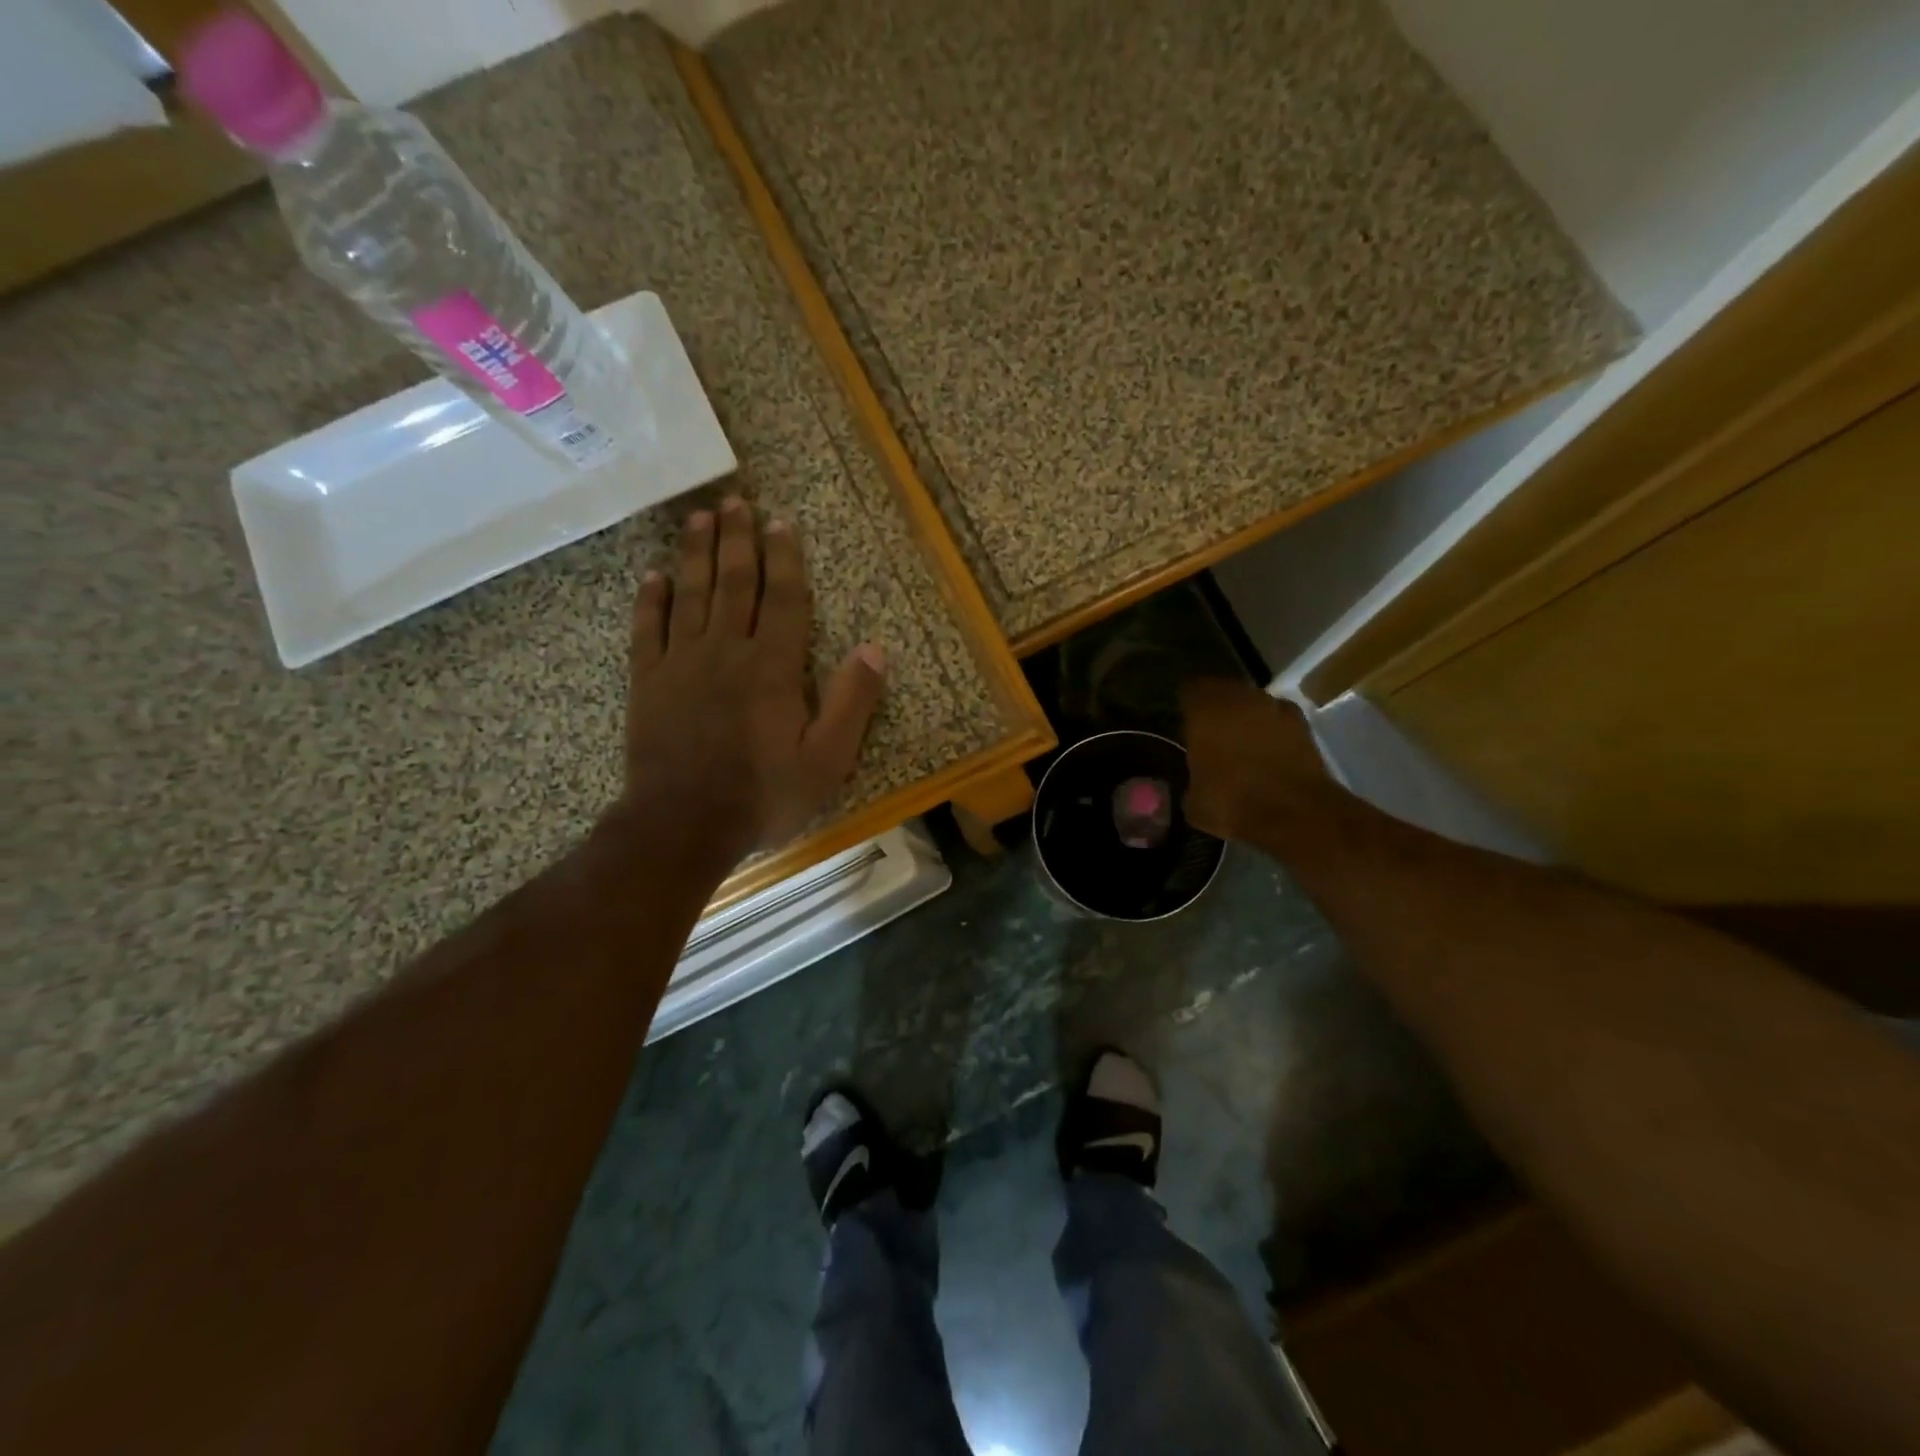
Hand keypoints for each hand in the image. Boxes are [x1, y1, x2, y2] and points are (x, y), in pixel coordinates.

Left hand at [621, 497, 886, 865]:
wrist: (683, 824)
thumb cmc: (762, 795)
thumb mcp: (826, 760)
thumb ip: (851, 703)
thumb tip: (874, 649)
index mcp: (772, 667)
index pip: (781, 599)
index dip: (783, 559)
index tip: (779, 523)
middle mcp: (726, 651)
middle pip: (733, 583)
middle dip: (736, 540)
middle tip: (734, 501)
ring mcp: (681, 663)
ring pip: (690, 595)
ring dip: (695, 554)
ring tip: (698, 517)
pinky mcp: (648, 682)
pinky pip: (647, 630)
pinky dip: (650, 600)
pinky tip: (653, 576)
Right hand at [1181, 678, 1333, 844]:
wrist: (1294, 813)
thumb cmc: (1231, 802)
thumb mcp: (1194, 801)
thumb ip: (1192, 780)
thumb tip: (1195, 784)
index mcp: (1205, 709)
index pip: (1189, 689)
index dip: (1187, 705)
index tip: (1183, 720)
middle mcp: (1240, 698)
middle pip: (1224, 691)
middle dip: (1218, 709)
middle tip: (1211, 733)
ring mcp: (1275, 708)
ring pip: (1254, 704)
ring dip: (1248, 718)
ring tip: (1242, 744)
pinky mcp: (1304, 725)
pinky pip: (1279, 720)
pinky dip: (1273, 732)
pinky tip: (1268, 754)